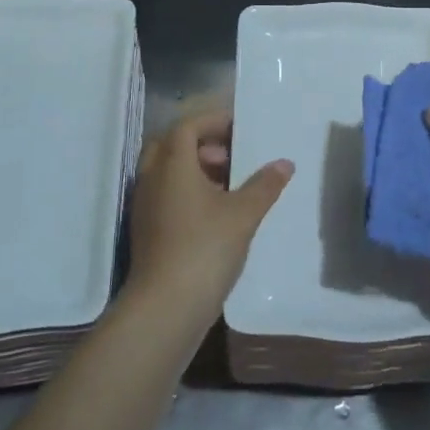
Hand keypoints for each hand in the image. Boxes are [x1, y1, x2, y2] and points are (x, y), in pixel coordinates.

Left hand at [126, 111, 292, 315]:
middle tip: (230, 156)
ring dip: (194, 169)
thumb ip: (264, 185)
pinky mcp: (145, 230)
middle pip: (171, 145)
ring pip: (166, 172)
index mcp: (172, 165)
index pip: (186, 126)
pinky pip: (164, 194)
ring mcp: (144, 206)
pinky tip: (213, 213)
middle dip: (201, 143)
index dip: (212, 121)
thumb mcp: (243, 214)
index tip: (239, 127)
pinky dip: (186, 191)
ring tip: (228, 185)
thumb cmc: (205, 249)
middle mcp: (152, 179)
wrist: (165, 307)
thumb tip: (284, 163)